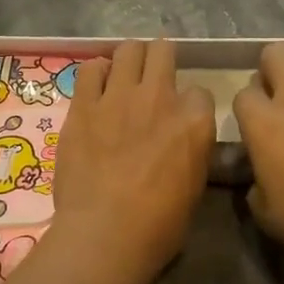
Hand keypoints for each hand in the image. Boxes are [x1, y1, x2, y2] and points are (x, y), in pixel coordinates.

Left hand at [50, 40, 214, 283]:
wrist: (104, 234)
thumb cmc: (157, 226)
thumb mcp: (194, 187)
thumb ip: (191, 151)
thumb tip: (183, 142)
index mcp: (194, 121)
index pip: (200, 91)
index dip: (190, 103)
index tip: (181, 116)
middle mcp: (160, 97)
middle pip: (163, 50)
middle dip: (160, 58)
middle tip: (152, 75)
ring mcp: (119, 96)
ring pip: (128, 50)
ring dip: (129, 59)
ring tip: (123, 75)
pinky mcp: (84, 104)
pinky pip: (90, 68)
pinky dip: (96, 72)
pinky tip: (95, 86)